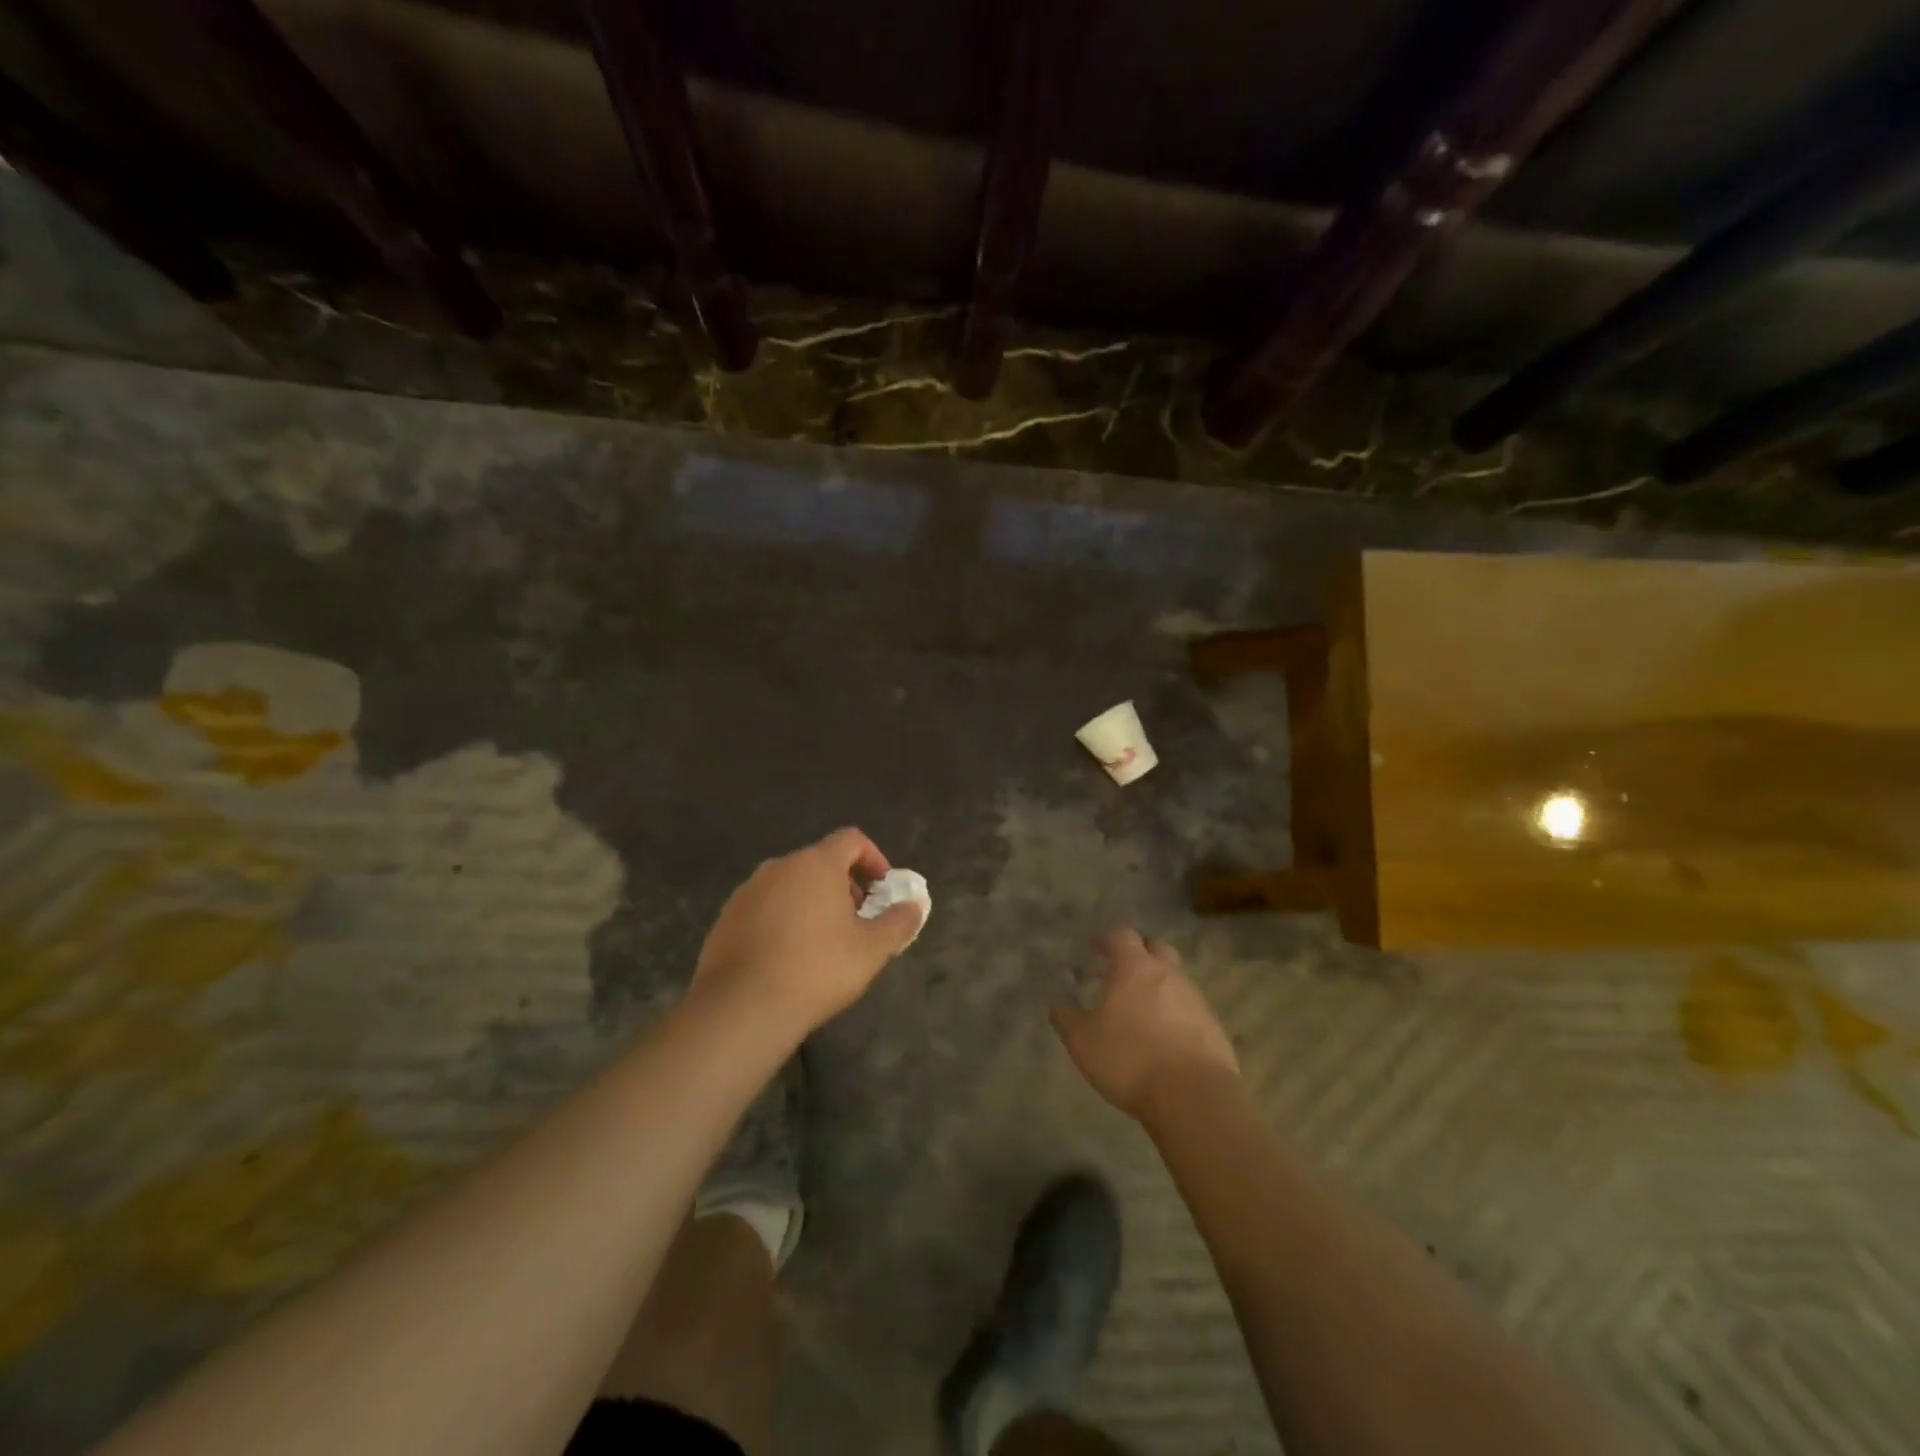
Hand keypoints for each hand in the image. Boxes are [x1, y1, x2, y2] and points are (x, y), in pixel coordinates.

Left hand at [693, 827, 923, 1034]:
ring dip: (812, 903)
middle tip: (857, 921)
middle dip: (844, 885)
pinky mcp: (726, 918)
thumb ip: (899, 922)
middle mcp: (779, 866)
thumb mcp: (872, 950)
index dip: (874, 859)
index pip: (851, 839)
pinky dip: (782, 920)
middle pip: (820, 862)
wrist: (741, 1008)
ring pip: (790, 885)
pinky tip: (787, 958)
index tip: (883, 890)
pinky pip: (764, 908)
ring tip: (823, 943)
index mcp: (816, 864)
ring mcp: (747, 891)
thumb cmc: (817, 969)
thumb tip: (915, 906)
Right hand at [1051, 929, 1240, 1120]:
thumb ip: (1067, 1018)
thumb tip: (1058, 1005)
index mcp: (1135, 968)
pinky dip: (1175, 1011)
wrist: (1194, 1097)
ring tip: (1140, 1006)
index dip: (1106, 939)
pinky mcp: (1213, 1026)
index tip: (1094, 948)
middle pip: (1156, 948)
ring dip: (1158, 983)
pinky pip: (1190, 1007)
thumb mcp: (1083, 1041)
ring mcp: (1195, 999)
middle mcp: (1168, 974)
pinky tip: (1163, 1034)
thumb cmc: (1130, 1059)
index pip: (1122, 936)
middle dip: (1139, 952)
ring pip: (1175, 978)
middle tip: (1120, 968)